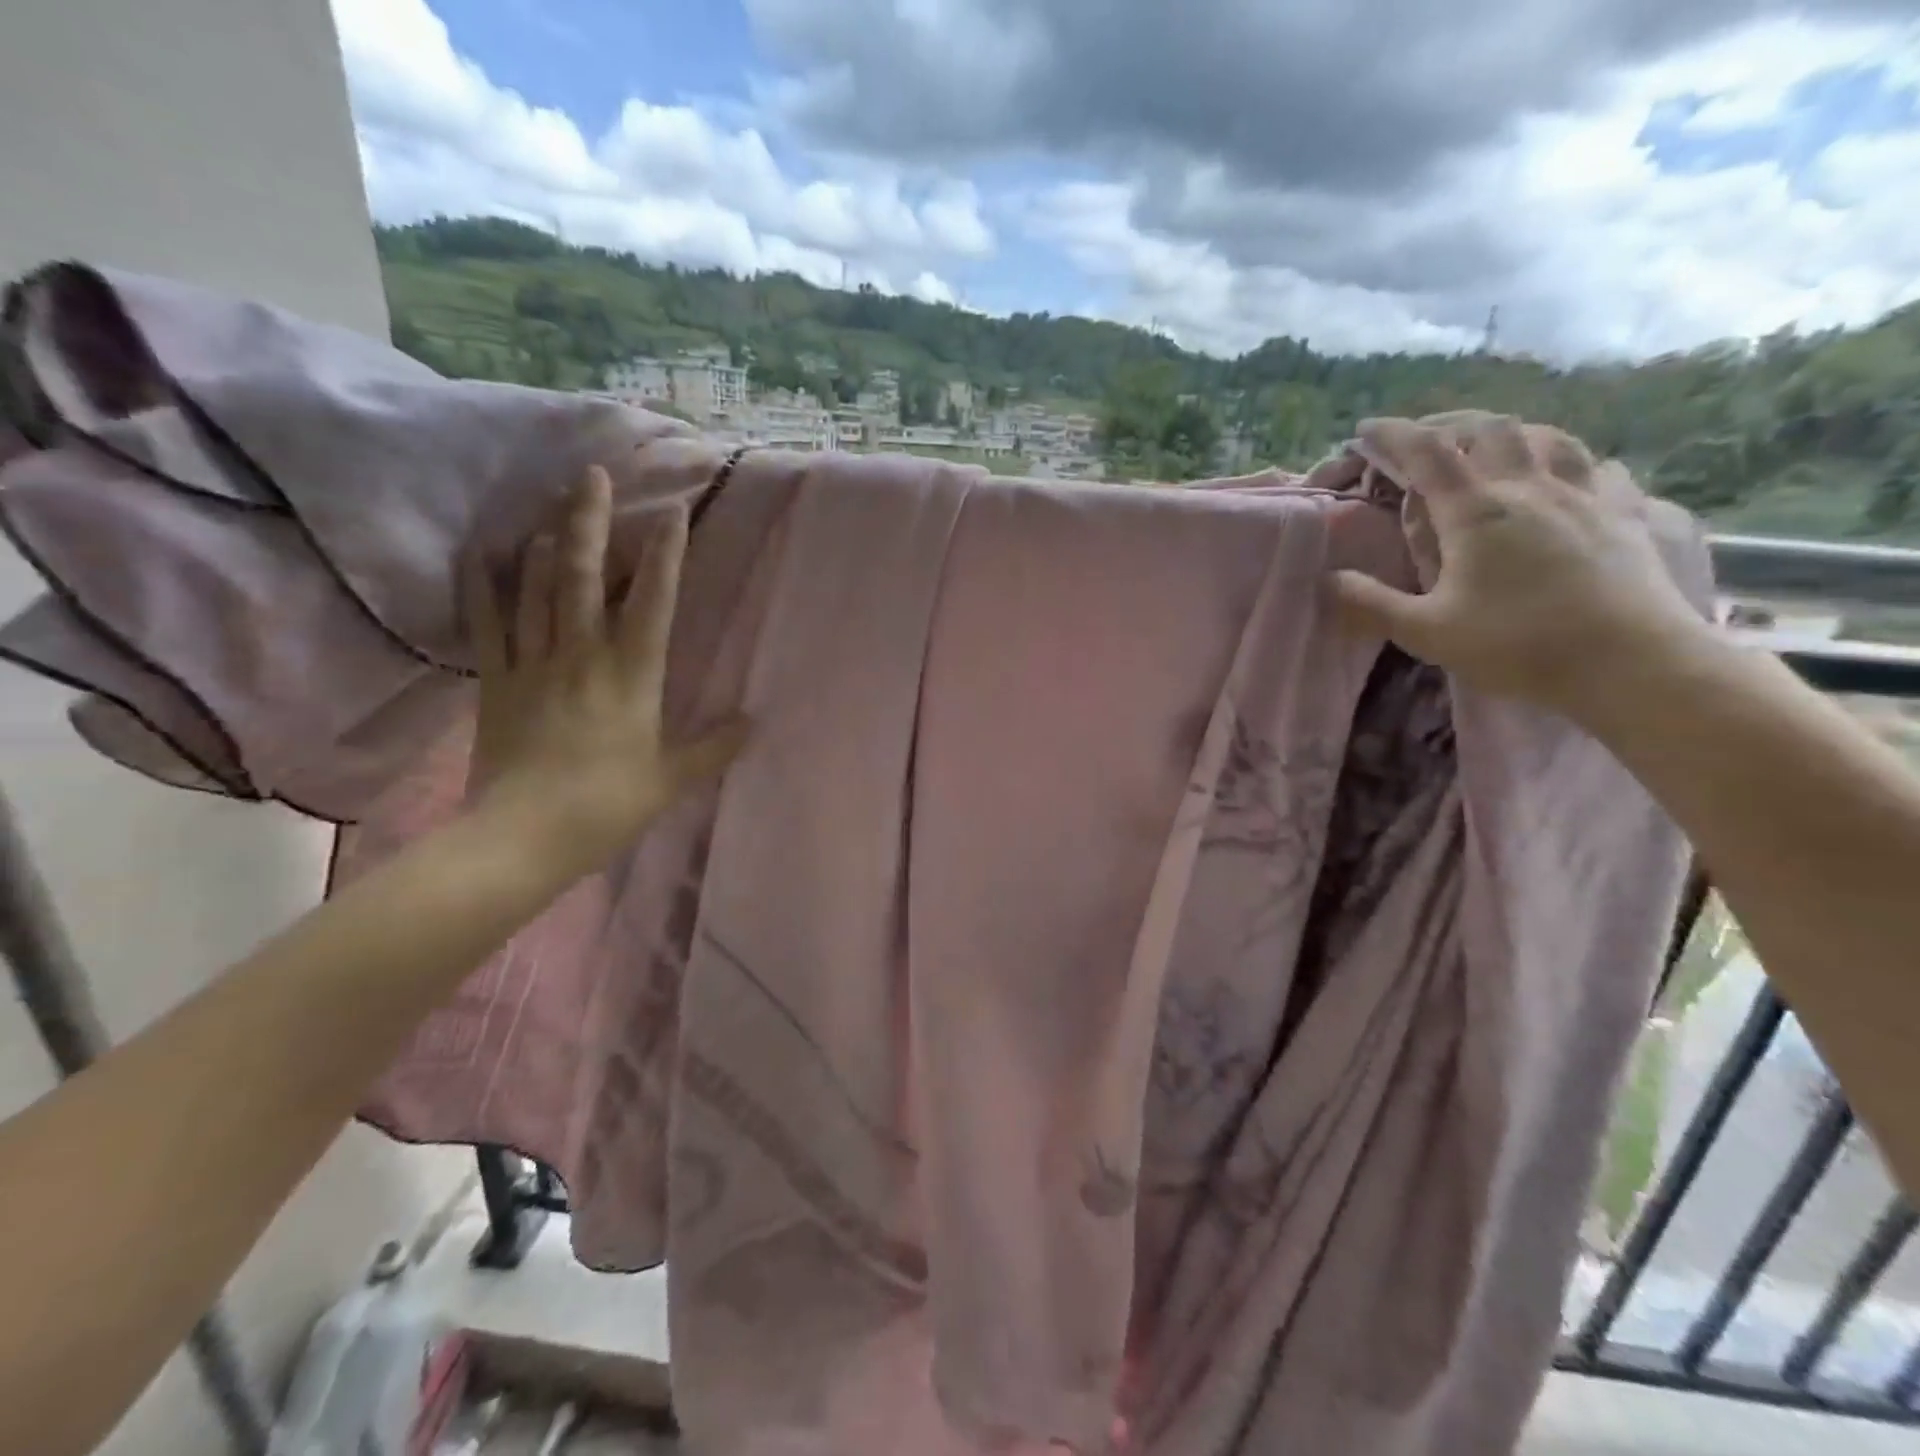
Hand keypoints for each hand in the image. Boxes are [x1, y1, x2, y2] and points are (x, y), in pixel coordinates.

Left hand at [461, 466, 744, 874]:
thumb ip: (713, 746)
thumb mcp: (671, 779)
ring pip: (535, 589)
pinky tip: (482, 553)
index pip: (653, 603)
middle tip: (591, 475)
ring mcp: (534, 665)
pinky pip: (488, 624)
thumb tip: (754, 722)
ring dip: (544, 541)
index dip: (664, 556)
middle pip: (581, 576)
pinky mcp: (497, 681)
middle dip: (588, 522)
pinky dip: (484, 586)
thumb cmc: (607, 806)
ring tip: (550, 504)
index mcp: (632, 677)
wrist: (522, 837)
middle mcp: (582, 656)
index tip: (672, 513)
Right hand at [1328, 415, 1709, 715]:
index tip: (1365, 430)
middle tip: (1422, 439)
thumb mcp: (1426, 632)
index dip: (1392, 435)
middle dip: (1447, 425)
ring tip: (1487, 445)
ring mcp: (1583, 495)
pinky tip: (1563, 472)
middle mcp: (1529, 487)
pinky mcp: (1622, 513)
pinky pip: (1594, 465)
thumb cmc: (1518, 646)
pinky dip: (1565, 457)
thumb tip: (1327, 580)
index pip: (1427, 454)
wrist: (1632, 663)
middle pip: (1487, 429)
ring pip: (1544, 436)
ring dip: (1507, 432)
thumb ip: (1370, 604)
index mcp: (1476, 512)